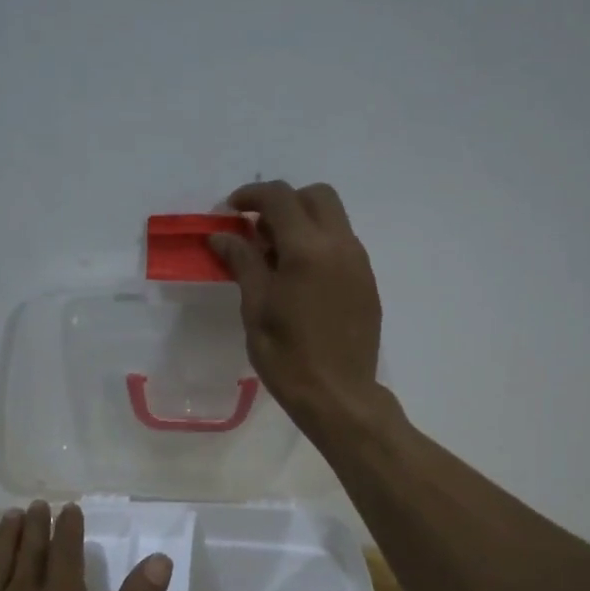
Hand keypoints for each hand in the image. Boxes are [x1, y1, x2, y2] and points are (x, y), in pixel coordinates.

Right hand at [209, 180, 385, 437]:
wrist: (338, 395)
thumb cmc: (287, 355)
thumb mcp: (256, 308)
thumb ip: (242, 262)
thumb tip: (222, 235)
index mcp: (308, 249)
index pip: (280, 198)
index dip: (251, 195)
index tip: (230, 210)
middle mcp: (340, 245)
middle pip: (316, 196)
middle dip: (283, 202)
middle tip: (256, 230)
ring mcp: (359, 262)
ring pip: (333, 219)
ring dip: (303, 222)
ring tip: (275, 256)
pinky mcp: (367, 281)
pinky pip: (342, 244)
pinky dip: (318, 244)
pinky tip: (299, 277)